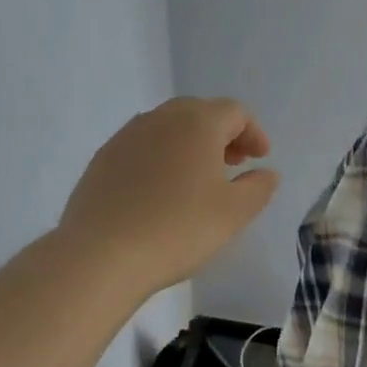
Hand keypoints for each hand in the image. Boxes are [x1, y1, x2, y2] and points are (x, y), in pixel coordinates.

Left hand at [59, 97, 280, 298]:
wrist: (101, 255)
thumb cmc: (179, 229)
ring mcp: (126, 137)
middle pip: (199, 112)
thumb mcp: (234, 213)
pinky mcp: (102, 160)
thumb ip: (258, 187)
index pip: (234, 112)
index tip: (260, 159)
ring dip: (190, 144)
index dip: (253, 132)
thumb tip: (266, 173)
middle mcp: (160, 119)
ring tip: (198, 179)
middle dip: (222, 134)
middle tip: (233, 164)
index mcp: (197, 123)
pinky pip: (141, 147)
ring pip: (167, 128)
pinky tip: (161, 192)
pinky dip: (161, 158)